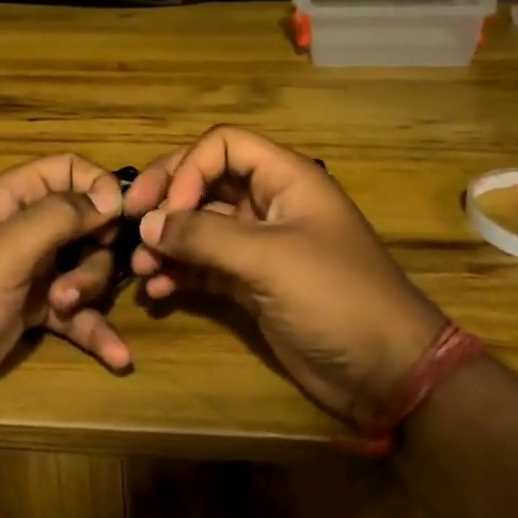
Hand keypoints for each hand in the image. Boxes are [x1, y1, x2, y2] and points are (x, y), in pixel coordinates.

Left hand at [0, 154, 132, 418]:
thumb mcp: (6, 250)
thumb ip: (59, 216)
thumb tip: (111, 198)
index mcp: (8, 200)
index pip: (66, 170)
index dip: (98, 187)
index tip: (120, 218)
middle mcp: (21, 230)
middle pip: (84, 223)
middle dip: (94, 252)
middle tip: (76, 280)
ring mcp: (28, 272)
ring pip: (84, 267)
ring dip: (88, 290)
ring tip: (64, 311)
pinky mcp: (32, 312)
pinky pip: (77, 313)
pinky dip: (95, 330)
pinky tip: (118, 358)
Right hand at [124, 126, 444, 425]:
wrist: (385, 372)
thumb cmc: (335, 297)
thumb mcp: (269, 259)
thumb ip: (205, 236)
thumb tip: (148, 223)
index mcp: (286, 179)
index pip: (223, 146)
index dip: (190, 169)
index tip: (166, 208)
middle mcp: (269, 204)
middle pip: (206, 181)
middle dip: (168, 200)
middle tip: (131, 223)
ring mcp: (260, 245)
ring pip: (201, 226)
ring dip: (168, 241)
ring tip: (141, 267)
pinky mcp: (252, 284)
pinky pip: (205, 266)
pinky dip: (180, 272)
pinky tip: (159, 291)